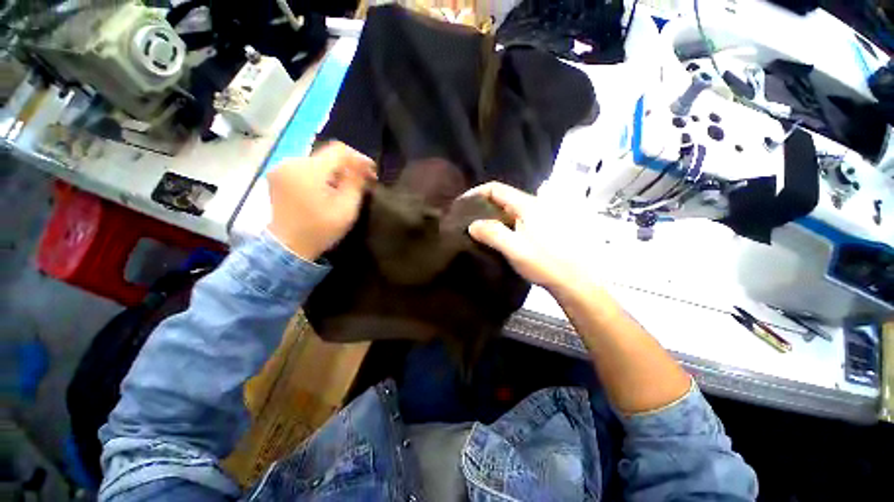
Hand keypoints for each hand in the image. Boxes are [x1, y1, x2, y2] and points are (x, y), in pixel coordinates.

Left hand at [267, 142, 375, 260]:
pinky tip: (329, 188)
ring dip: (335, 170)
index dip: (359, 158)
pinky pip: (305, 168)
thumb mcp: (346, 208)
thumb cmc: (320, 230)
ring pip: (317, 161)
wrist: (288, 248)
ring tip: (347, 185)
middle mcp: (291, 162)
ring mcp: (281, 169)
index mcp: (309, 170)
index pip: (339, 150)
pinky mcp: (278, 177)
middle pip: (327, 155)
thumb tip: (362, 166)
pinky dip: (321, 175)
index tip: (372, 171)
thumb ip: (356, 183)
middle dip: (348, 165)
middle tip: (362, 180)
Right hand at [466, 182, 594, 293]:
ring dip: (492, 216)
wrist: (576, 281)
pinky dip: (503, 224)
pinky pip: (517, 220)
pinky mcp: (541, 228)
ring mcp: (539, 217)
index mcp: (528, 206)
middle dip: (483, 206)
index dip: (476, 193)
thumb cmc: (546, 263)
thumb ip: (493, 234)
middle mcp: (534, 206)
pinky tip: (497, 237)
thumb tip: (472, 225)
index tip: (462, 205)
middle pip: (503, 198)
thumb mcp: (515, 249)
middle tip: (467, 219)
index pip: (496, 189)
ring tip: (478, 229)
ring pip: (510, 210)